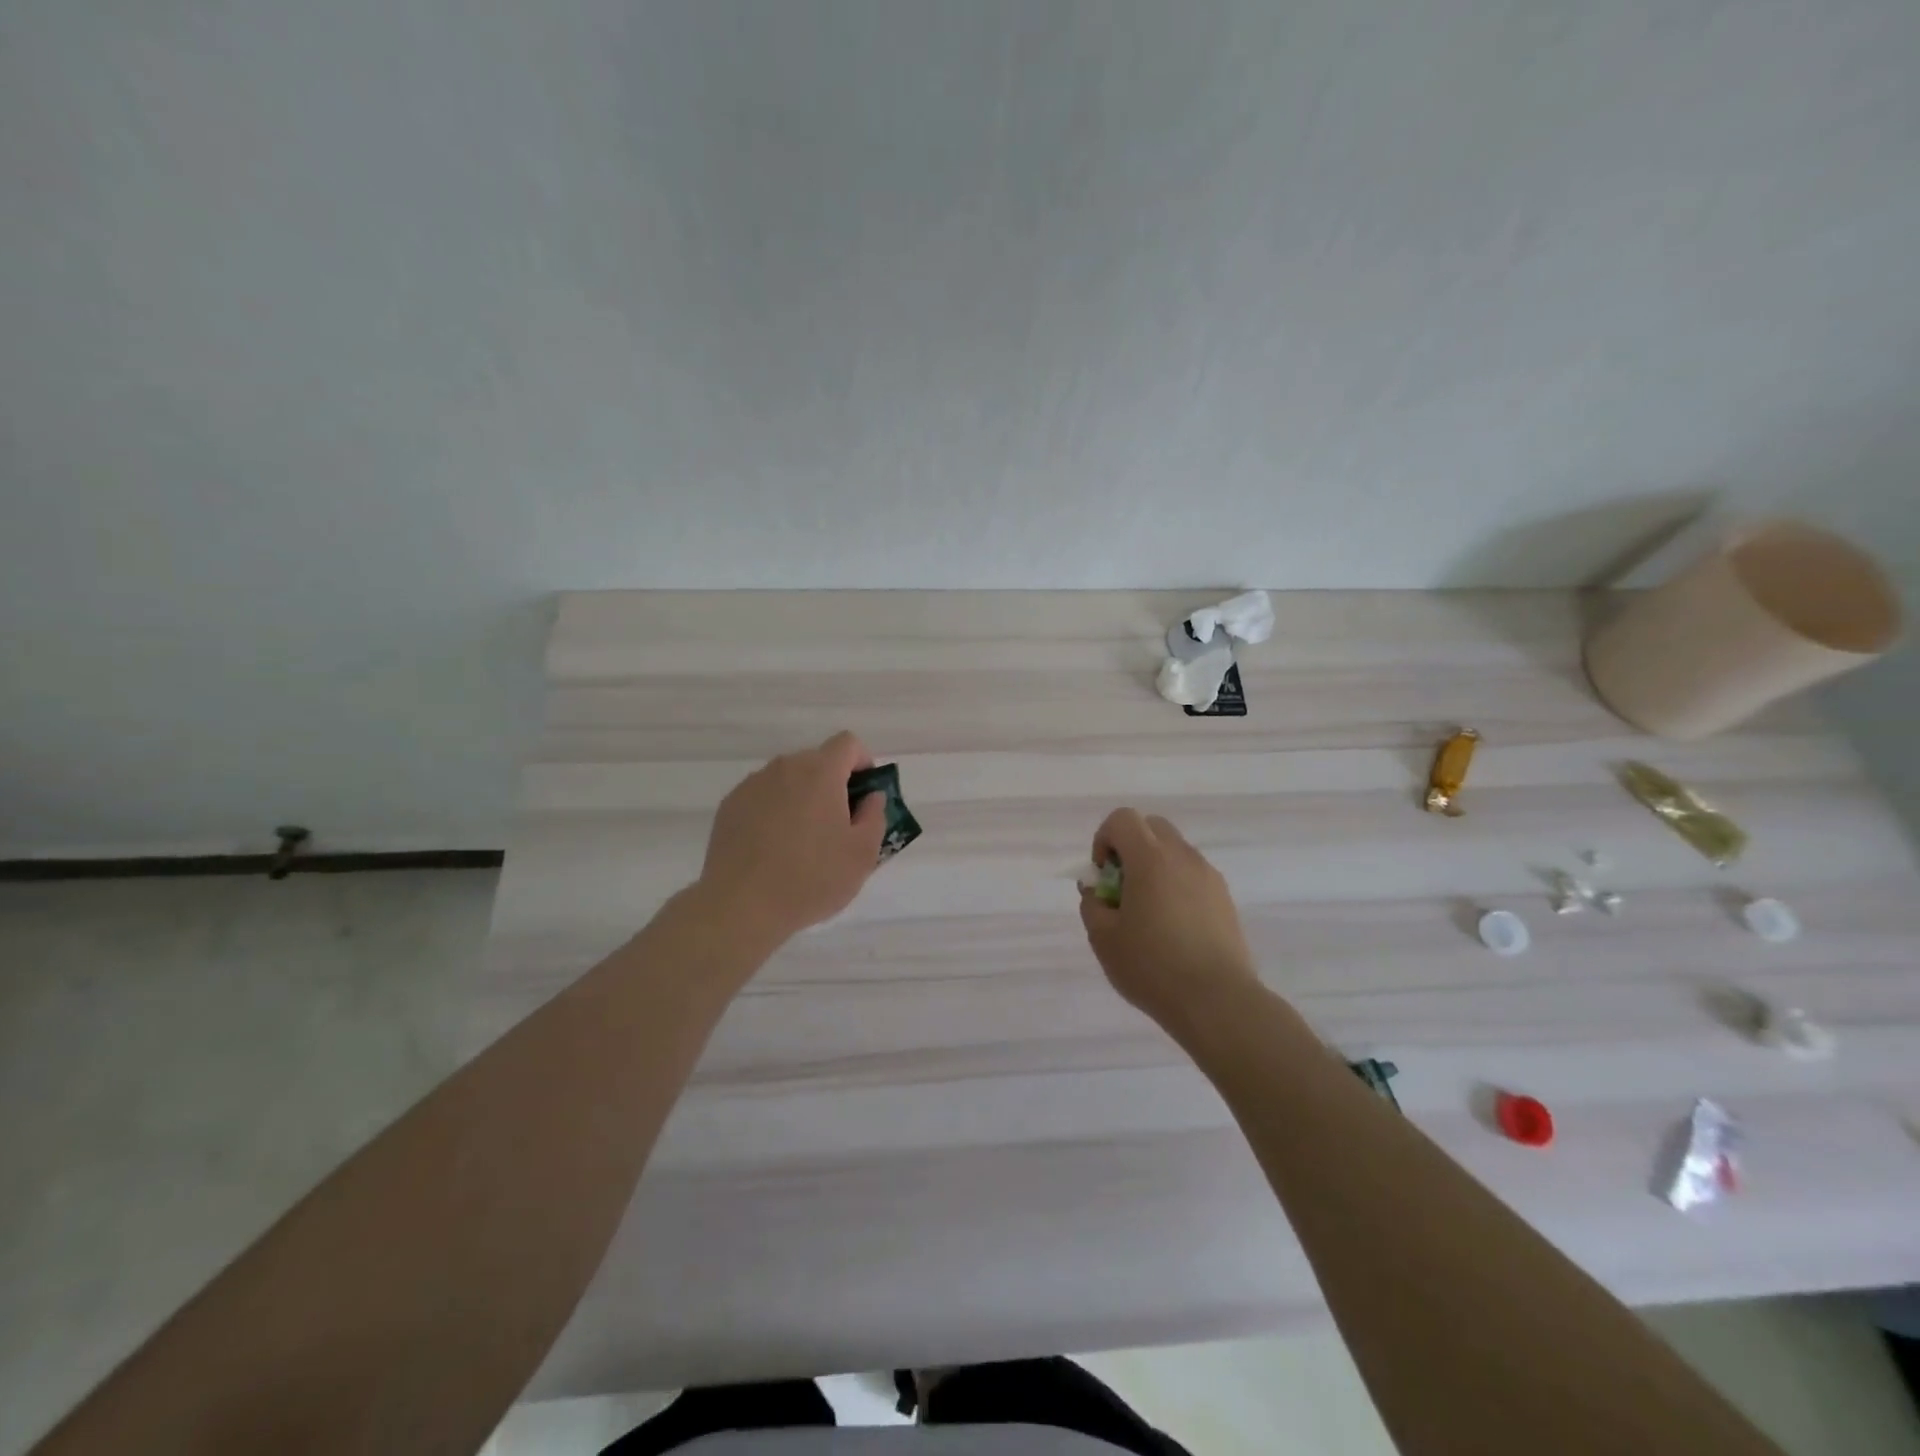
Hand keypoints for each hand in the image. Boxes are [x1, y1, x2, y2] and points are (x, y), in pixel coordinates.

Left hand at [696, 730, 887, 948]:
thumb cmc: (811, 878)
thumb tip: (871, 797)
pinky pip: (763, 797)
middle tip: (838, 826)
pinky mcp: (730, 806)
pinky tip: (773, 848)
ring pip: (788, 779)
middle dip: (833, 784)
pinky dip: (775, 811)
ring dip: (802, 797)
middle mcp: (785, 767)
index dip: (862, 763)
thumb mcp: (862, 854)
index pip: (848, 743)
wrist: (740, 906)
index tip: (864, 796)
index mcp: (821, 772)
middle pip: (817, 761)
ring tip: (802, 841)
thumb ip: (875, 816)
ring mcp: (753, 785)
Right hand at [1078, 808, 1261, 1034]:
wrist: (1216, 1001)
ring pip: (1175, 850)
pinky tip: (1174, 928)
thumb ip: (1092, 904)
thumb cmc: (1152, 966)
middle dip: (1130, 847)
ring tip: (1149, 913)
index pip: (1123, 819)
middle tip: (1122, 888)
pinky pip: (1193, 875)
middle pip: (1152, 827)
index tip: (1103, 877)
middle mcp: (1182, 856)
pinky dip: (1176, 885)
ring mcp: (1208, 876)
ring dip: (1155, 866)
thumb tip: (1098, 890)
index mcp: (1150, 858)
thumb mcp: (1103, 937)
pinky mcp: (1224, 898)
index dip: (1104, 839)